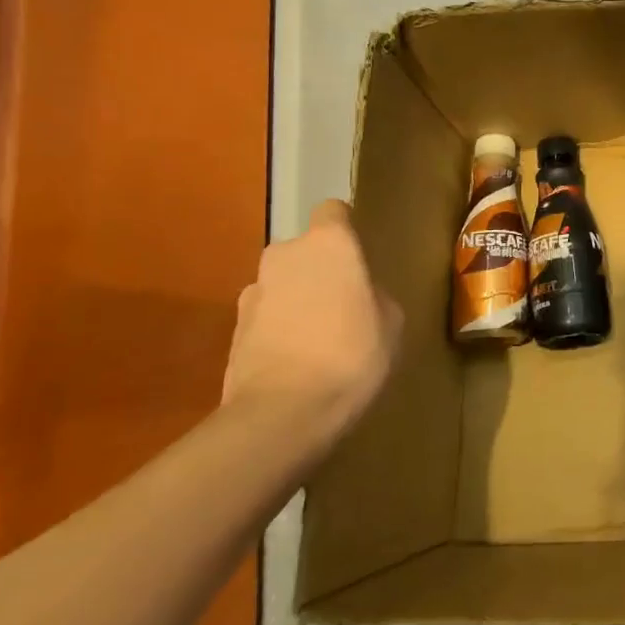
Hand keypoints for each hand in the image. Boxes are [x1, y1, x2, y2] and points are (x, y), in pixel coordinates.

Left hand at [223, 199, 401, 463]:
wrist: (283, 414)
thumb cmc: (352, 354)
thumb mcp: (391, 322)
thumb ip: (374, 295)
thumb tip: (360, 295)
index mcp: (329, 244)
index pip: (333, 211)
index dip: (346, 229)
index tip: (359, 255)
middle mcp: (285, 255)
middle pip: (305, 251)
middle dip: (320, 271)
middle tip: (343, 305)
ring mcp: (252, 292)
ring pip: (283, 286)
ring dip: (296, 302)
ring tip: (317, 341)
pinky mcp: (233, 331)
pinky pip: (266, 319)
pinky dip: (278, 331)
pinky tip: (296, 364)